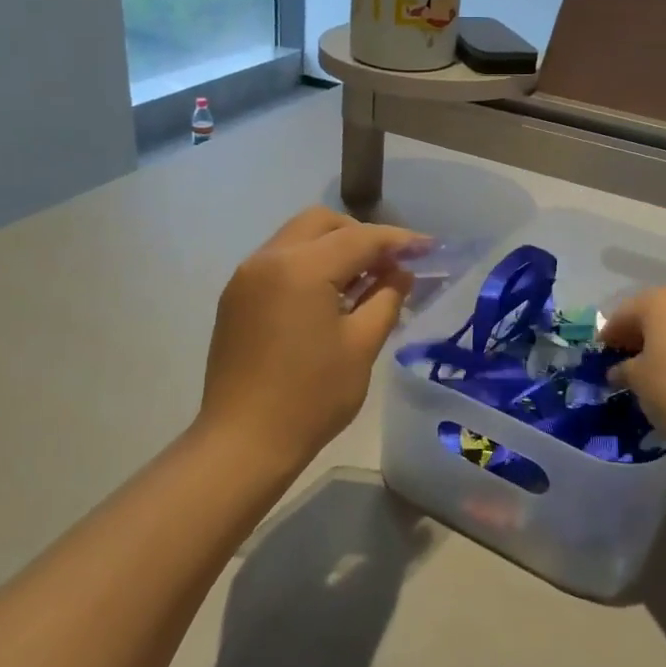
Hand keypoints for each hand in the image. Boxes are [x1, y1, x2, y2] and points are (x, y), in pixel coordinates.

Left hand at [195, 207, 425, 473]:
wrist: (243, 442)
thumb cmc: (311, 397)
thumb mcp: (361, 346)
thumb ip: (386, 298)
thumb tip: (400, 272)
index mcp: (301, 268)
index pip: (359, 238)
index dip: (399, 241)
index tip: (429, 248)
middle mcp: (268, 259)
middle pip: (322, 223)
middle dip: (360, 235)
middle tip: (389, 265)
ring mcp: (246, 276)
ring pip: (297, 238)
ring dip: (333, 248)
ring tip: (361, 282)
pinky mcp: (236, 297)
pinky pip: (279, 261)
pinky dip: (308, 265)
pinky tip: (327, 297)